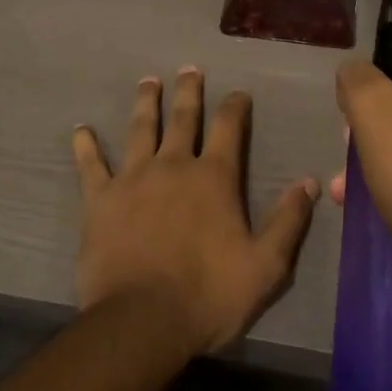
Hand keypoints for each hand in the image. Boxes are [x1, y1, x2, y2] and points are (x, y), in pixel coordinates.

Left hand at [73, 68, 319, 355]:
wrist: (142, 321)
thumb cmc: (208, 295)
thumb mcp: (265, 266)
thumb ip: (288, 221)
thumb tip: (310, 182)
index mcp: (213, 178)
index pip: (229, 128)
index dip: (235, 107)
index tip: (238, 94)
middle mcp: (173, 165)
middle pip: (183, 117)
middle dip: (188, 91)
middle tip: (188, 69)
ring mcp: (133, 178)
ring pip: (140, 129)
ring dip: (146, 103)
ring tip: (148, 82)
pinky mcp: (101, 199)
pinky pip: (91, 165)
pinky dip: (85, 146)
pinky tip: (81, 129)